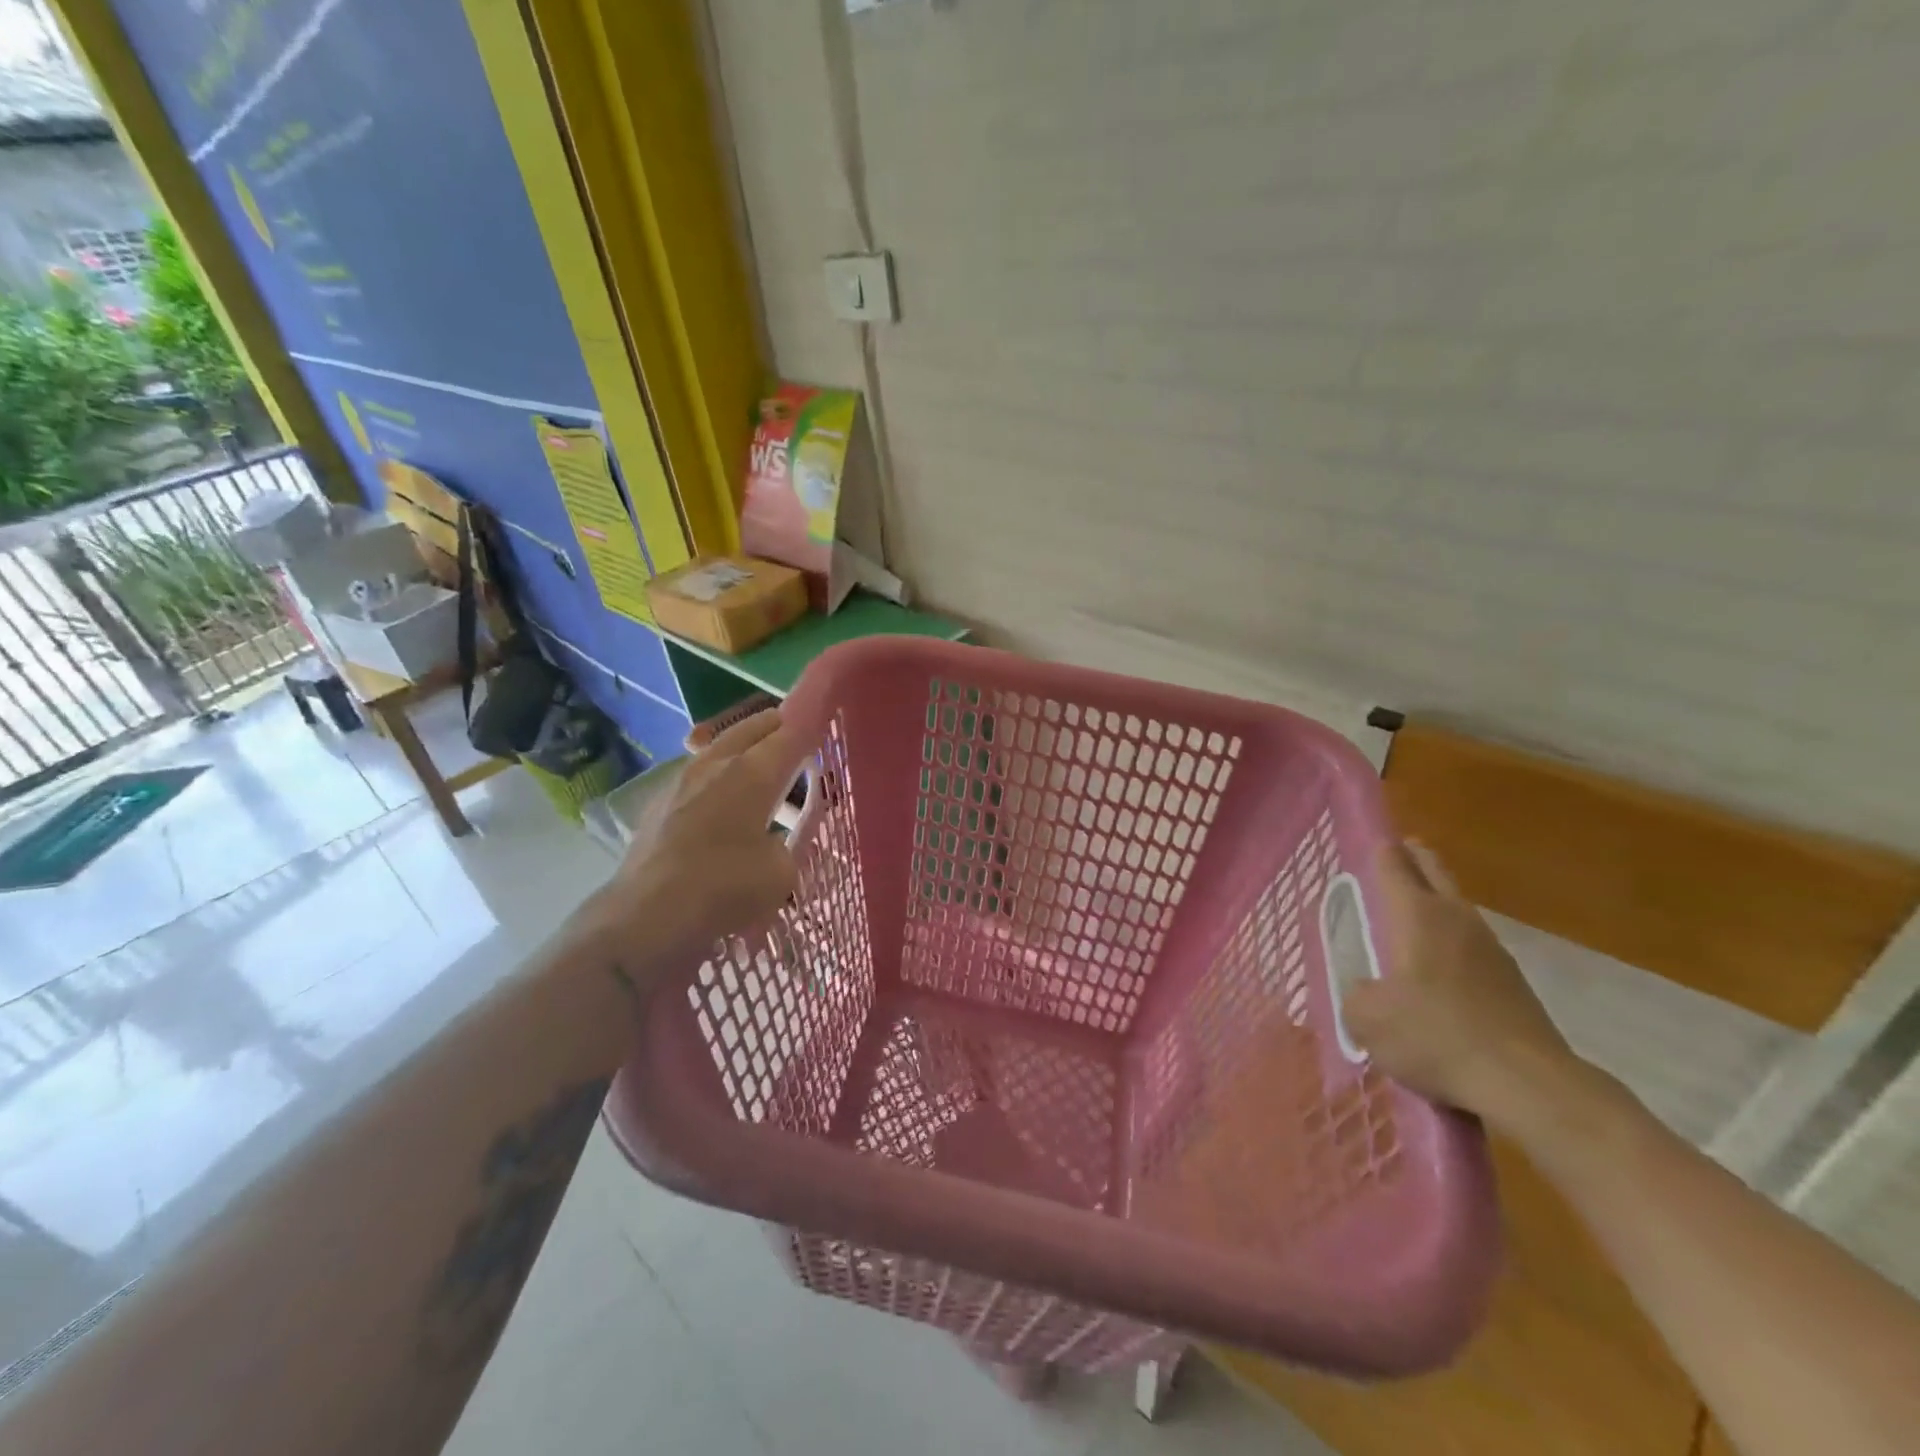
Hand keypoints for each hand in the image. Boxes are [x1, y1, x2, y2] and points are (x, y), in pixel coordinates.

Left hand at [588, 710, 805, 987]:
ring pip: (720, 748)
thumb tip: (771, 842)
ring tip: (759, 769)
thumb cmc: (724, 889)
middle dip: (777, 726)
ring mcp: (681, 780)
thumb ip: (785, 846)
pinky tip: (721, 803)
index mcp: (753, 772)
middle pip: (752, 728)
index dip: (812, 724)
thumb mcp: (781, 873)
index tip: (825, 719)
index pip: (791, 734)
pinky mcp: (659, 803)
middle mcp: (716, 764)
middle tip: (795, 734)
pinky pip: (698, 775)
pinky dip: (717, 778)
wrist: (646, 916)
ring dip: (743, 751)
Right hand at [1342, 842, 1580, 1129]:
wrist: (1528, 1085)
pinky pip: (1474, 947)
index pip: (1394, 866)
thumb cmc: (1435, 1036)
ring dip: (1438, 902)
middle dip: (1416, 859)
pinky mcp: (1514, 984)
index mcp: (1417, 915)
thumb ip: (1356, 996)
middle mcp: (1456, 920)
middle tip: (1401, 851)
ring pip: (1458, 909)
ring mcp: (1492, 951)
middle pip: (1435, 873)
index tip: (1372, 838)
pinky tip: (1442, 968)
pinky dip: (1454, 944)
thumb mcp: (1368, 1019)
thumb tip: (1364, 992)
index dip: (1381, 849)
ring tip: (1416, 912)